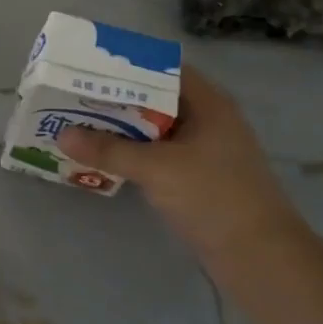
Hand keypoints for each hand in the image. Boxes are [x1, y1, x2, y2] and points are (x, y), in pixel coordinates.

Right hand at [56, 66, 303, 267]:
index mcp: (208, 104)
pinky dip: (134, 153)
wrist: (260, 257)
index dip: (128, 66)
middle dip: (117, 98)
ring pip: (155, 129)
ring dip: (123, 128)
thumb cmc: (213, 197)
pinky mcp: (198, 178)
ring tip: (80, 123)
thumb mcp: (156, 169)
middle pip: (156, 99)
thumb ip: (109, 150)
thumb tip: (62, 135)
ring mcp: (204, 151)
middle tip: (75, 95)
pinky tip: (104, 158)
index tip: (89, 66)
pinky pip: (159, 155)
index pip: (163, 69)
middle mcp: (208, 120)